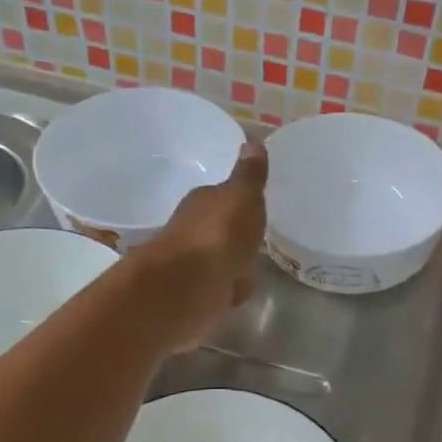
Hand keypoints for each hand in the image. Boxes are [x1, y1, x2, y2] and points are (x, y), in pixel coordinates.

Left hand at [129, 141, 268, 350]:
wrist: (187, 289)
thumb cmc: (218, 235)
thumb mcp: (242, 197)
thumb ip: (249, 176)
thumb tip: (251, 141)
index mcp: (201, 204)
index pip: (219, 198)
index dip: (235, 203)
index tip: (252, 206)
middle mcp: (190, 232)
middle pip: (216, 231)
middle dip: (231, 237)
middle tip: (254, 239)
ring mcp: (190, 268)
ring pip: (217, 263)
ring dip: (228, 267)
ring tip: (249, 269)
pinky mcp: (193, 299)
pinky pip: (217, 292)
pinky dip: (225, 293)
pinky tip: (236, 295)